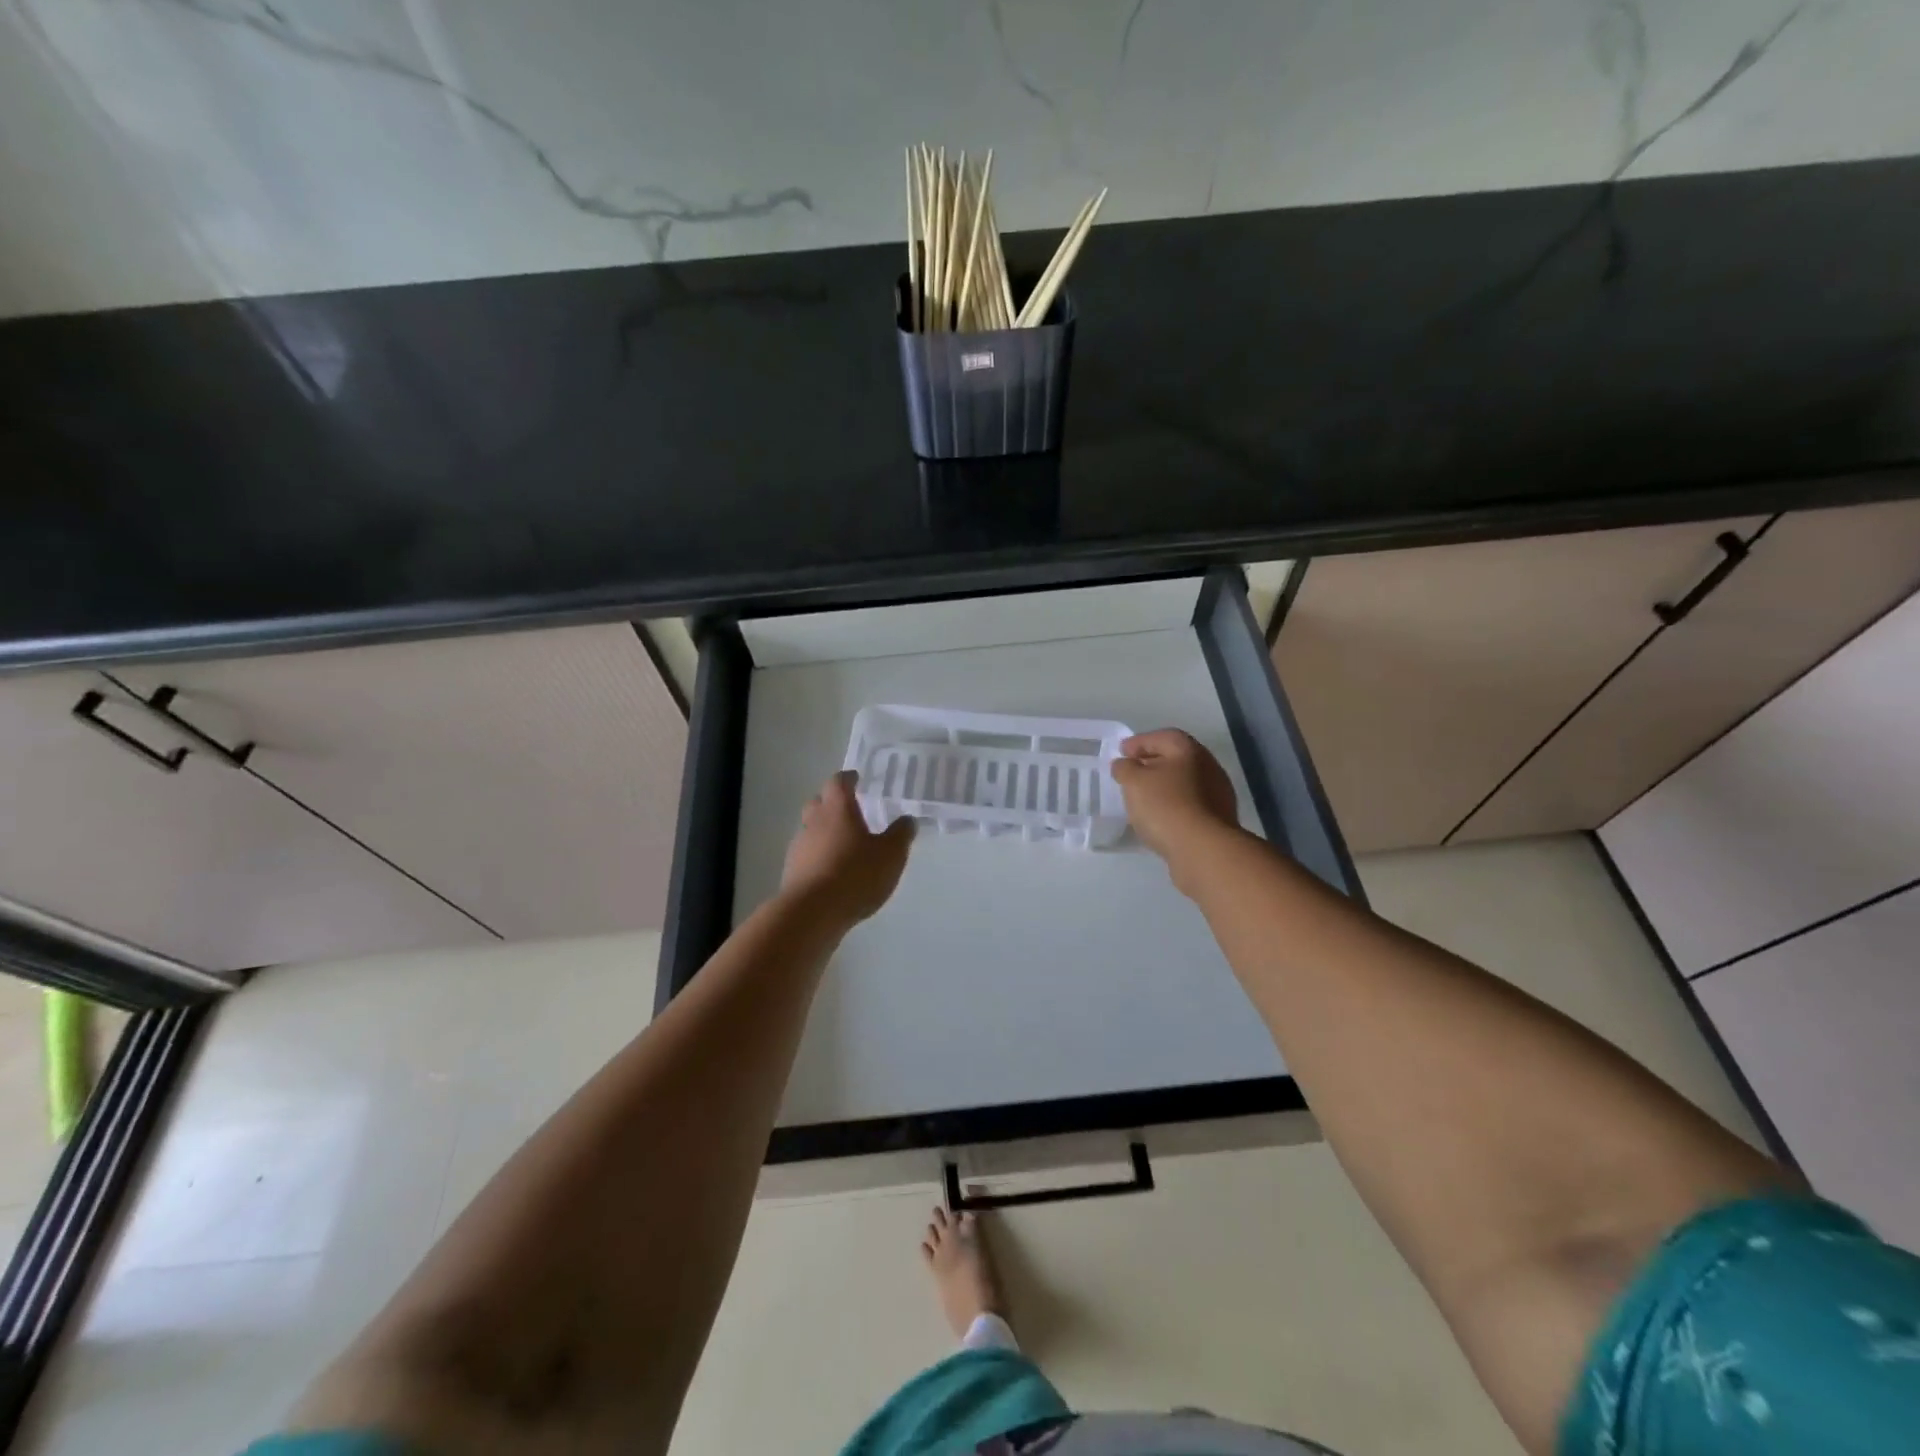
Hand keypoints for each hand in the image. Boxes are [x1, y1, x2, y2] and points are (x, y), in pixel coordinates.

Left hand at [780, 770, 914, 927]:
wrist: (812, 913)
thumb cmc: (855, 875)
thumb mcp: (891, 855)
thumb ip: (900, 834)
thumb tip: (907, 819)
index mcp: (837, 810)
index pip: (838, 782)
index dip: (848, 779)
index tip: (856, 778)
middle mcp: (814, 822)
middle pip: (818, 802)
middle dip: (831, 802)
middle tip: (849, 809)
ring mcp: (799, 847)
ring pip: (810, 829)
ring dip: (824, 831)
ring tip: (843, 844)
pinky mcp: (792, 872)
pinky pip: (807, 855)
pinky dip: (818, 855)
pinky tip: (832, 869)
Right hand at [1110, 730, 1238, 865]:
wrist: (1204, 849)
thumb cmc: (1165, 806)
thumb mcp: (1134, 782)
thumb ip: (1125, 768)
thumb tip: (1125, 764)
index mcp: (1189, 750)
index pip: (1162, 737)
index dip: (1139, 742)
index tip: (1121, 752)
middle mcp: (1208, 766)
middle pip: (1176, 758)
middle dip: (1152, 763)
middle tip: (1132, 772)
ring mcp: (1218, 794)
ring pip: (1185, 782)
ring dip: (1164, 785)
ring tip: (1143, 797)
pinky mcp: (1218, 819)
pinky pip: (1190, 804)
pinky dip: (1174, 805)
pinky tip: (1160, 817)